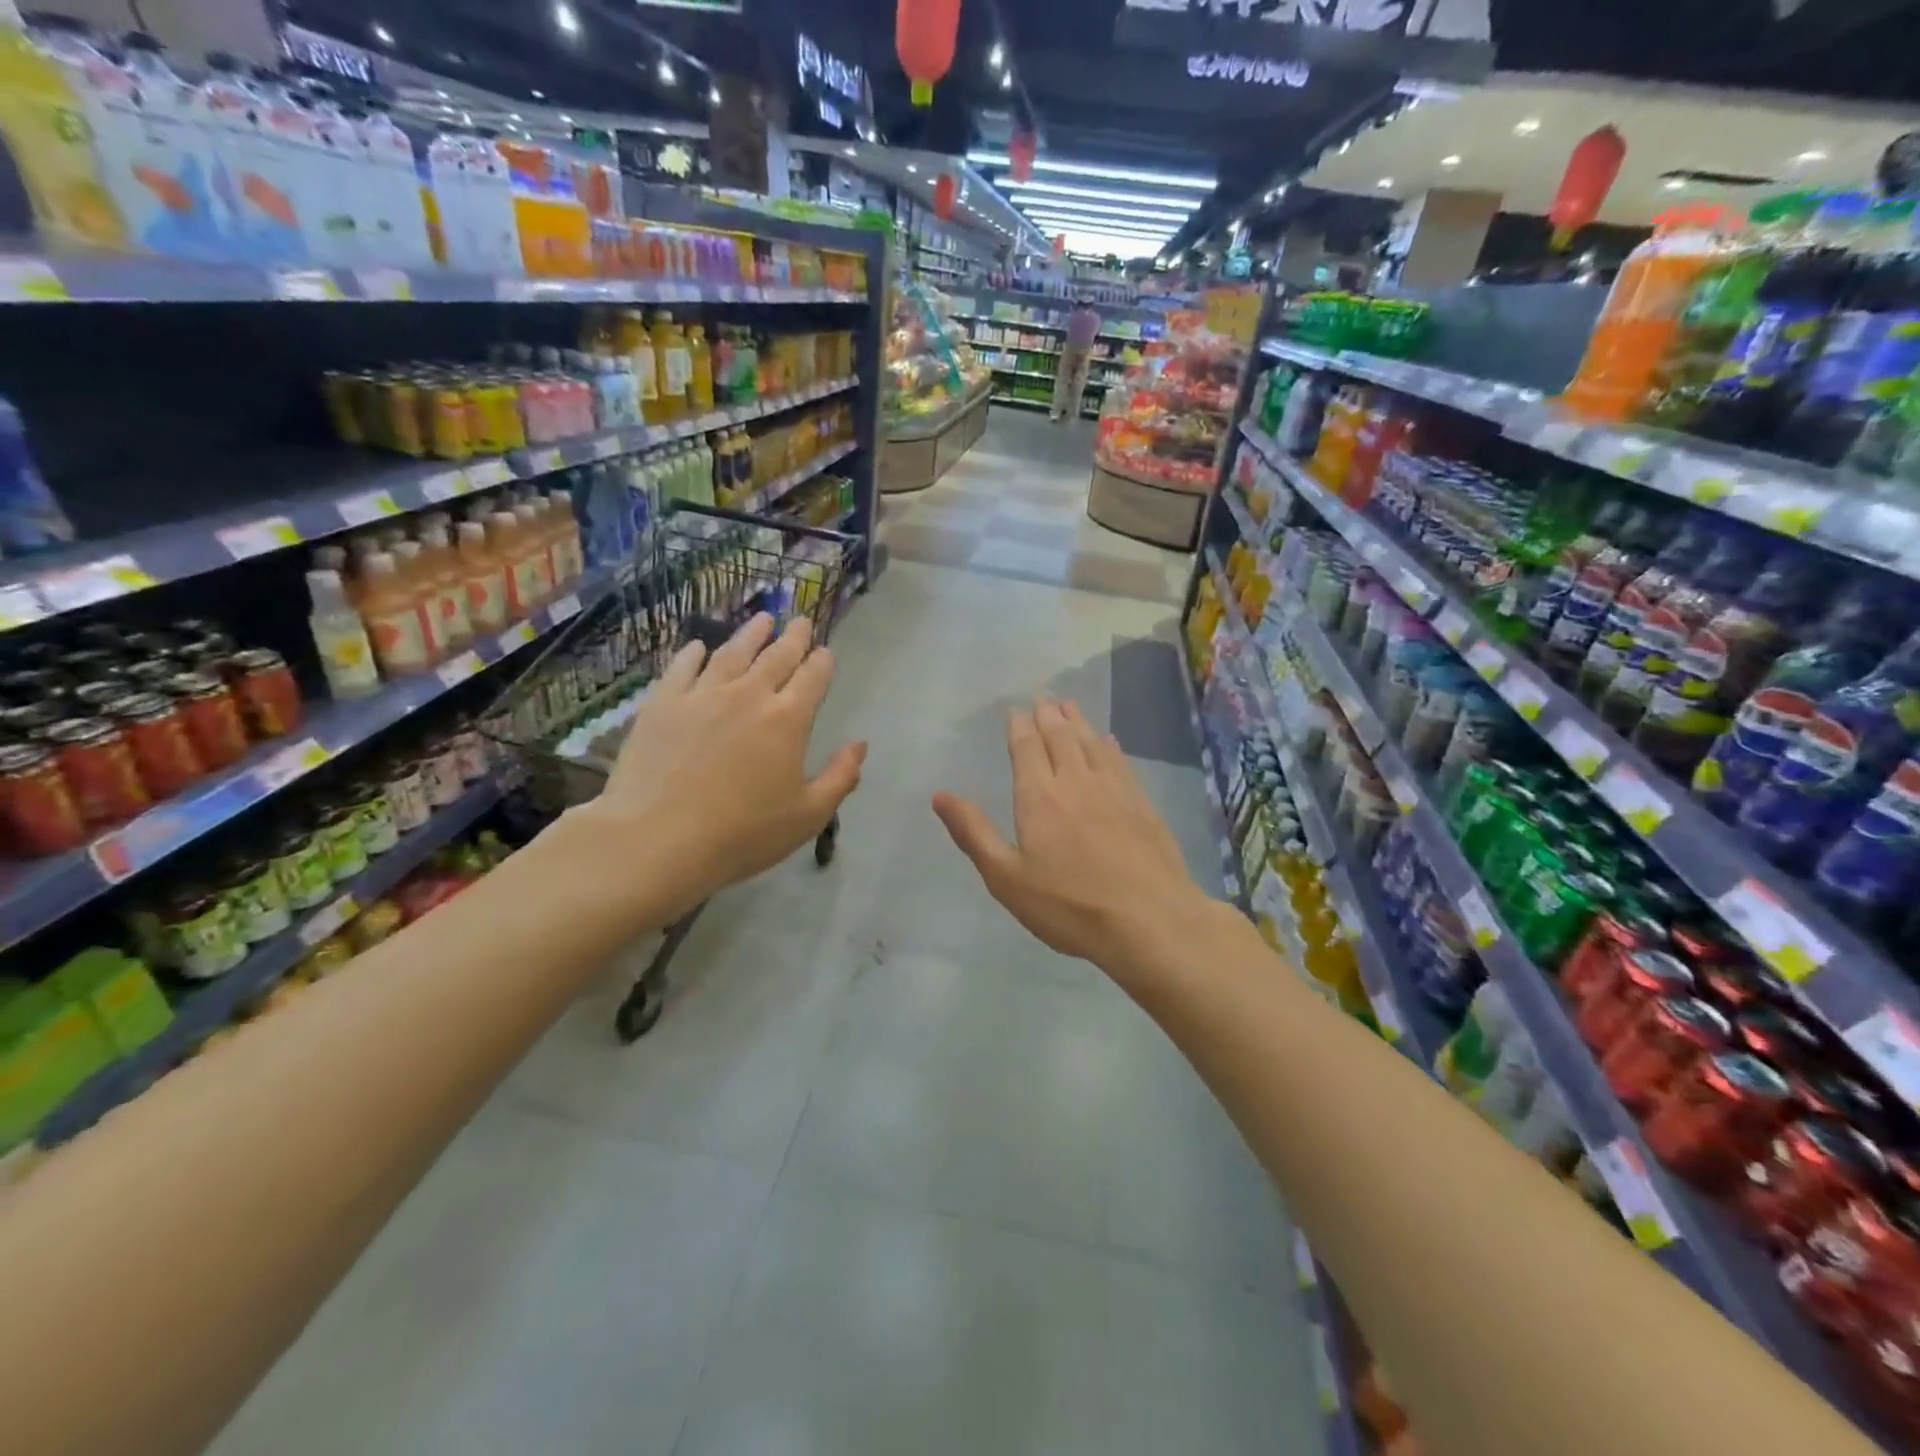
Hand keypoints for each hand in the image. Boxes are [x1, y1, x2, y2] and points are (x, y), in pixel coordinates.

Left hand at [578, 613, 866, 923]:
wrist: (658, 839)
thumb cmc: (743, 833)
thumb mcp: (808, 816)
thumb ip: (840, 776)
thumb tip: (860, 744)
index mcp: (788, 719)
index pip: (813, 677)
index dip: (822, 661)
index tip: (826, 652)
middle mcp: (748, 695)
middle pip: (777, 656)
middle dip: (794, 637)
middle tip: (801, 621)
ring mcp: (702, 695)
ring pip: (732, 652)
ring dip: (751, 633)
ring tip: (762, 619)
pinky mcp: (663, 703)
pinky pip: (683, 667)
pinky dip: (694, 653)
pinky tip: (699, 646)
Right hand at [932, 698, 1220, 988]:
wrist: (1150, 921)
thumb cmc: (1069, 906)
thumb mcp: (1007, 878)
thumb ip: (973, 833)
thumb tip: (939, 795)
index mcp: (1039, 797)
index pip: (1026, 748)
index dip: (1019, 725)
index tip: (1015, 708)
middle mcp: (1076, 781)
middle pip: (1060, 737)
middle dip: (1048, 715)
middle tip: (1043, 696)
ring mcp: (1114, 790)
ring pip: (1092, 743)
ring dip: (1078, 721)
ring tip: (1069, 705)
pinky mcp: (1142, 804)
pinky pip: (1120, 761)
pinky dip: (1109, 745)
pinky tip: (1108, 741)